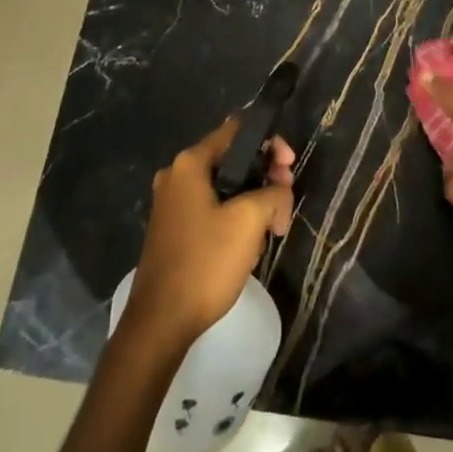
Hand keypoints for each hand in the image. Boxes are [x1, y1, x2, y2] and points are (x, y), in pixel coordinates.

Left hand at [122, 119, 294, 350]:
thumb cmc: (205, 262)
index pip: (237, 131)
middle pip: (232, 160)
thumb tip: (279, 191)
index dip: (269, 142)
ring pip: (226, 187)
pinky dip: (236, 218)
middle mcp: (177, 176)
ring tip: (272, 229)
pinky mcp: (175, 229)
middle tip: (285, 202)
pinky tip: (250, 243)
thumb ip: (273, 193)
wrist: (161, 321)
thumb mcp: (249, 221)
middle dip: (265, 176)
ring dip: (254, 201)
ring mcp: (173, 204)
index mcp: (190, 164)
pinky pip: (213, 209)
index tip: (290, 166)